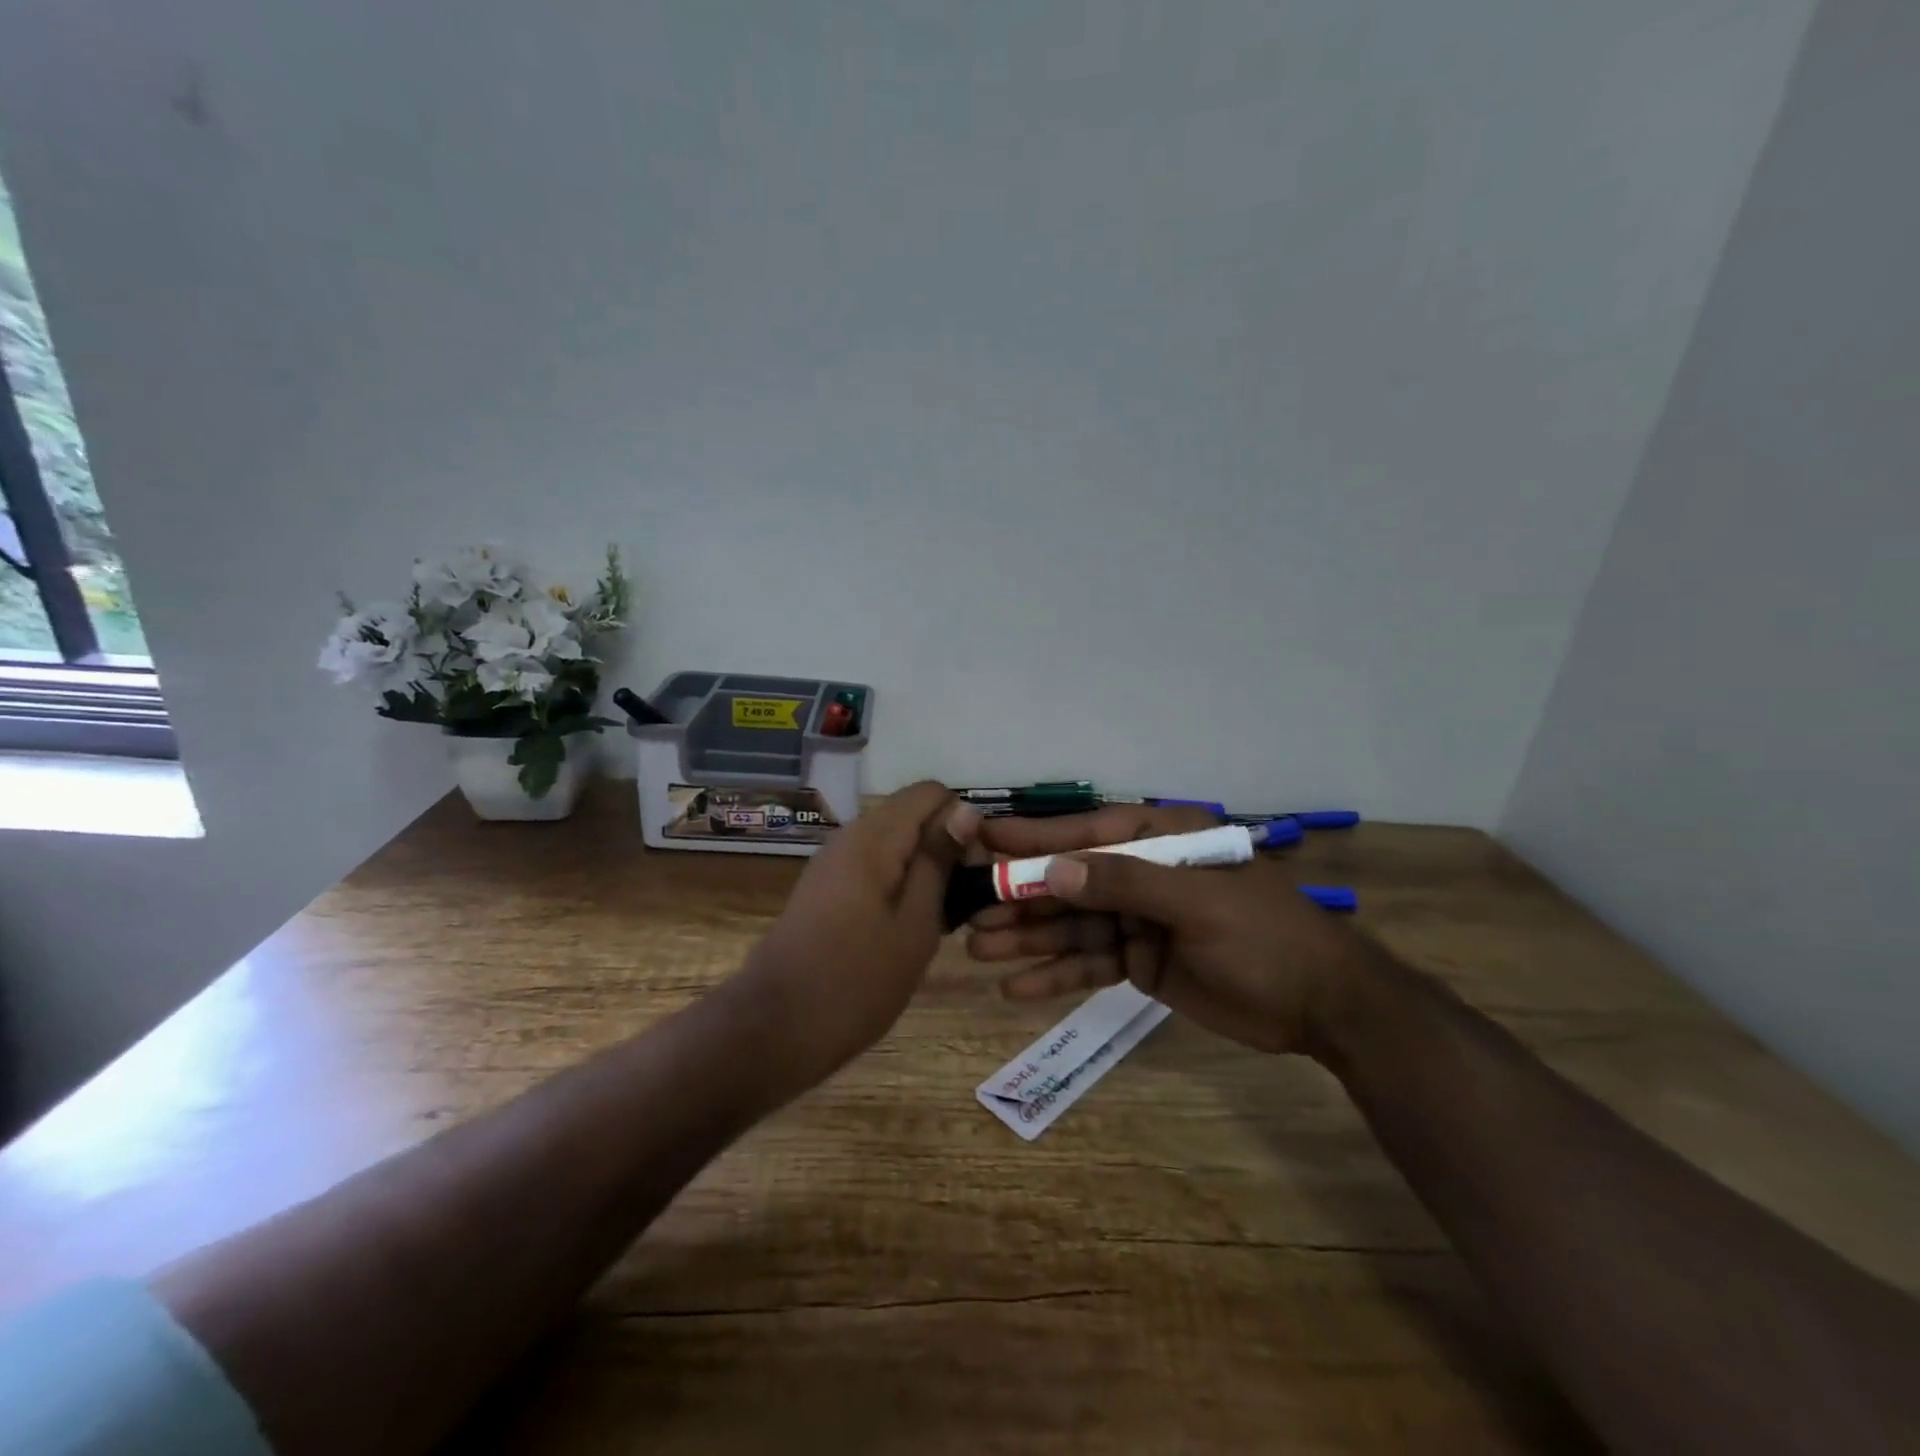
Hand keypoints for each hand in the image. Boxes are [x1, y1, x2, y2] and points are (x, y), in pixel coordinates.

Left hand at [739, 781, 974, 1089]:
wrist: (776, 1029)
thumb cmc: (857, 981)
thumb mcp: (915, 923)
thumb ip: (939, 860)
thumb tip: (966, 808)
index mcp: (874, 837)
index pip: (931, 792)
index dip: (962, 822)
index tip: (974, 871)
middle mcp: (850, 836)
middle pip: (913, 815)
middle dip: (946, 847)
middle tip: (963, 903)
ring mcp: (834, 862)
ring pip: (896, 843)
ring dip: (925, 870)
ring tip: (941, 920)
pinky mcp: (826, 888)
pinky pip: (875, 866)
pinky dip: (900, 884)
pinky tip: (908, 928)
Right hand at [963, 806, 1384, 1055]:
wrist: (1321, 1005)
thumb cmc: (1264, 936)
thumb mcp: (1197, 902)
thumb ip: (1124, 884)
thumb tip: (1052, 871)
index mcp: (1160, 839)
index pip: (1084, 833)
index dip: (1032, 836)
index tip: (980, 838)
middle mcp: (1142, 872)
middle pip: (1069, 882)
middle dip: (1020, 898)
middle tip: (967, 913)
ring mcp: (1139, 918)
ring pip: (1072, 925)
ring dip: (1027, 938)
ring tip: (978, 950)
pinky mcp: (1140, 959)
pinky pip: (1089, 963)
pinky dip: (1056, 975)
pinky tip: (1016, 988)